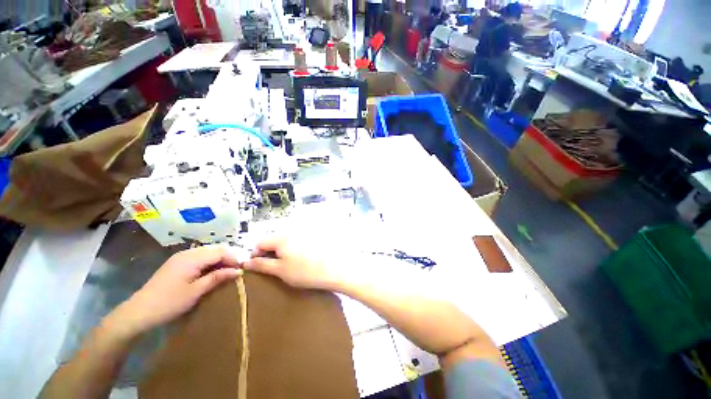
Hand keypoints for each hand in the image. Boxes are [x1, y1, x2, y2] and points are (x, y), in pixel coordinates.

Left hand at [111, 245, 241, 337]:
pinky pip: (199, 257)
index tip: (241, 270)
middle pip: (215, 249)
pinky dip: (209, 263)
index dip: (233, 259)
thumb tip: (238, 271)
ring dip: (219, 260)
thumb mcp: (196, 291)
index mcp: (193, 258)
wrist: (139, 312)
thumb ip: (218, 277)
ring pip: (208, 252)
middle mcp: (187, 253)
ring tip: (224, 273)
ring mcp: (181, 257)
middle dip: (228, 258)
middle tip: (234, 272)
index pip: (221, 251)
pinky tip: (210, 273)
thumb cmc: (169, 302)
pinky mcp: (177, 263)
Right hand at [244, 237, 356, 290]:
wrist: (336, 268)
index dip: (257, 254)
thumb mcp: (281, 271)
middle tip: (279, 267)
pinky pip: (299, 239)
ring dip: (285, 249)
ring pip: (287, 239)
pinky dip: (297, 247)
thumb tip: (246, 261)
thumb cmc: (306, 272)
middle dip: (272, 252)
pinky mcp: (315, 233)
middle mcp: (292, 229)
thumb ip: (262, 265)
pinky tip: (305, 257)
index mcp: (281, 237)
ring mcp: (305, 230)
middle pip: (274, 239)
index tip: (261, 266)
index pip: (260, 242)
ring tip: (294, 263)